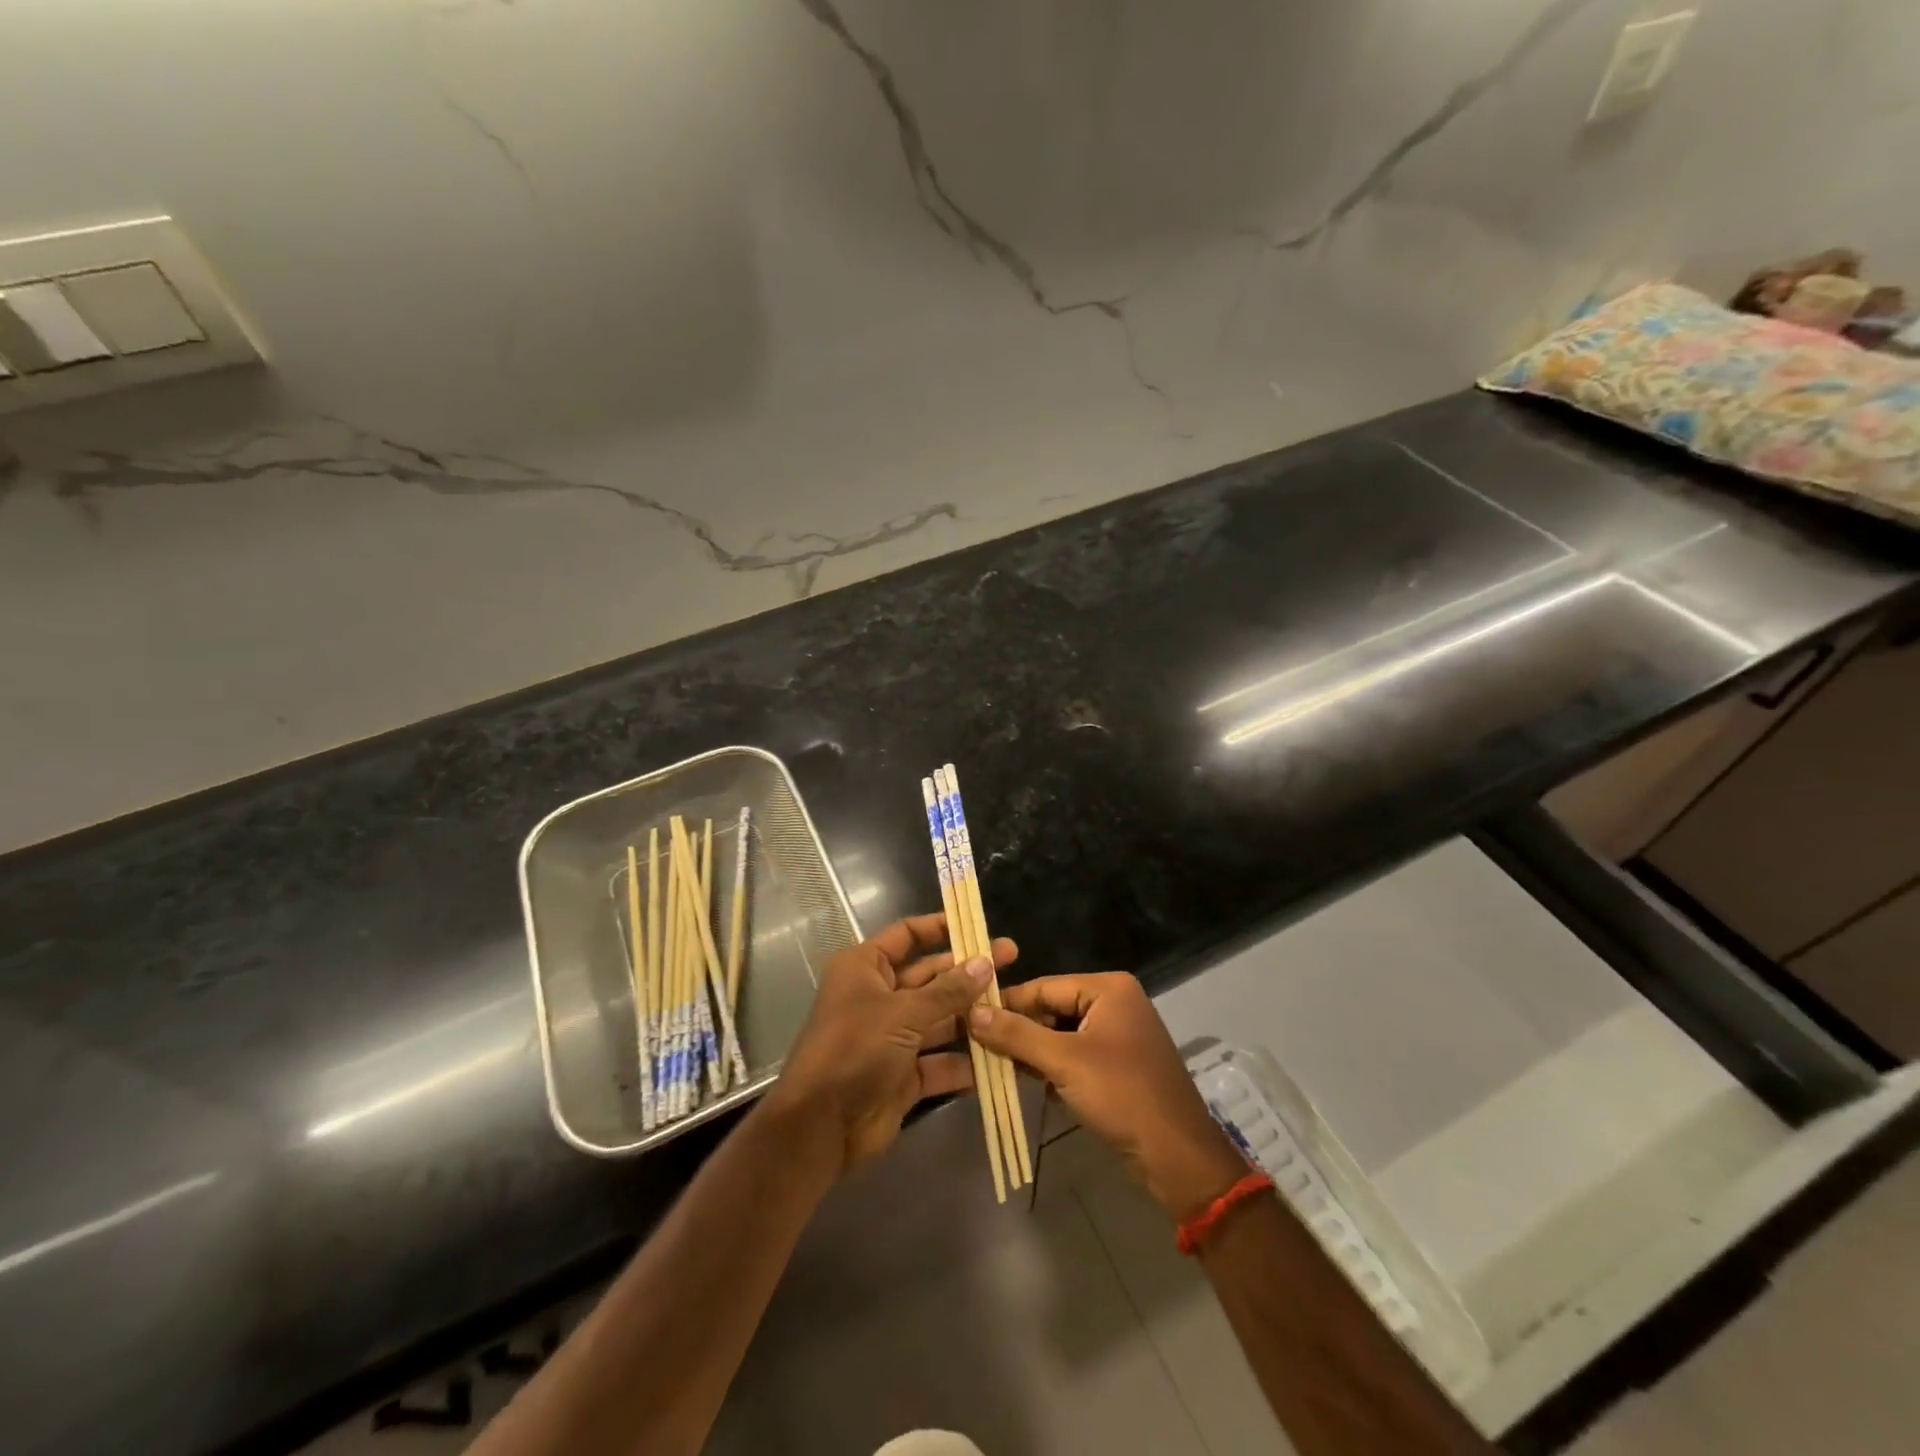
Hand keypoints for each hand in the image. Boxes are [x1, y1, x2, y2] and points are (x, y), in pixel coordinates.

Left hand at [765, 913, 1017, 1174]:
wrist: (820, 1126)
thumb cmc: (854, 1049)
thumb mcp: (902, 1013)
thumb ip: (948, 990)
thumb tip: (986, 963)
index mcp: (866, 968)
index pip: (907, 935)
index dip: (941, 927)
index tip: (978, 925)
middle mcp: (879, 997)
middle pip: (930, 977)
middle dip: (968, 973)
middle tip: (1012, 961)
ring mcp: (893, 1037)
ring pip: (940, 1019)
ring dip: (973, 1016)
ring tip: (1016, 1007)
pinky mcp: (904, 1075)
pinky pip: (941, 1061)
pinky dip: (966, 1061)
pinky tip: (1002, 1055)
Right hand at [970, 973, 1244, 1220]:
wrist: (1177, 1156)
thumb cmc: (1122, 1096)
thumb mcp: (1064, 1062)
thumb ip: (1017, 1034)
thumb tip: (972, 1012)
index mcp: (1108, 988)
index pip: (1044, 986)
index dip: (1006, 1003)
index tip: (968, 1017)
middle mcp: (1115, 1001)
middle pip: (1052, 1008)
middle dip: (1020, 1030)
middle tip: (979, 1047)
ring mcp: (1119, 1033)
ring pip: (1061, 1033)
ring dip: (1034, 1051)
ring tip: (997, 1066)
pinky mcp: (1119, 1063)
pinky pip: (1076, 1054)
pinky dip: (1054, 1066)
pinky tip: (1033, 1084)